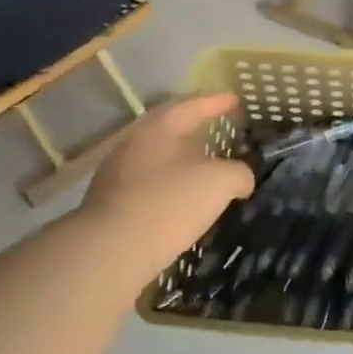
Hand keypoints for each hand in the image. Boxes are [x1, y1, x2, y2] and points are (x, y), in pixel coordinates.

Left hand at [79, 94, 254, 284]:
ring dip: (180, 160)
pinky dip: (168, 186)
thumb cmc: (169, 203)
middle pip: (169, 128)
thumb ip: (238, 173)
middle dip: (194, 127)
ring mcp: (117, 174)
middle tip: (216, 128)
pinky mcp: (110, 204)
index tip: (236, 101)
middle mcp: (134, 143)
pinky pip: (147, 184)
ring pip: (156, 157)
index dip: (217, 102)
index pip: (193, 106)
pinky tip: (181, 201)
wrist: (110, 252)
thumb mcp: (220, 182)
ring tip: (203, 168)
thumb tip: (242, 178)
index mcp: (159, 128)